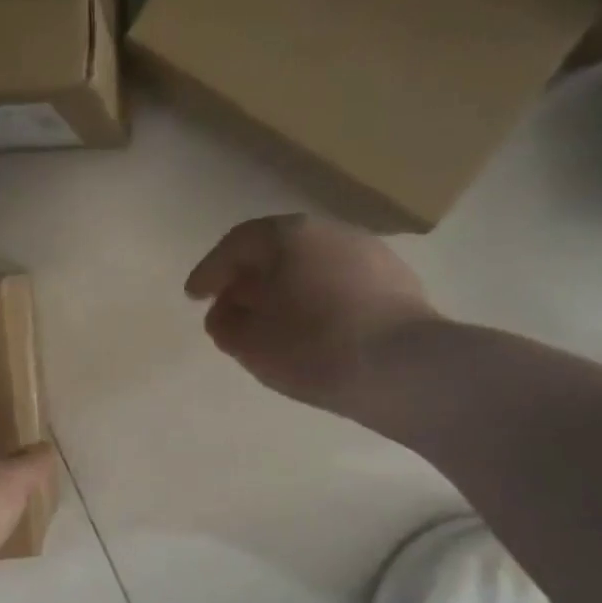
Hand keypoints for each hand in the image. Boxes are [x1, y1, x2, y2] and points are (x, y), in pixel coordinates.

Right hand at [184, 214, 439, 416]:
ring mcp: (369, 255)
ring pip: (311, 268)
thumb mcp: (250, 342)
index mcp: (289, 236)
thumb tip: (226, 313)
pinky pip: (340, 287)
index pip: (237, 245)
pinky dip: (317, 302)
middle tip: (229, 310)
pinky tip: (313, 332)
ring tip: (271, 326)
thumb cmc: (314, 347)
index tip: (194, 297)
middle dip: (248, 281)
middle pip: (276, 251)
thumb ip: (226, 324)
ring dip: (284, 292)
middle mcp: (331, 233)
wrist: (407, 369)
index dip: (210, 271)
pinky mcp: (397, 284)